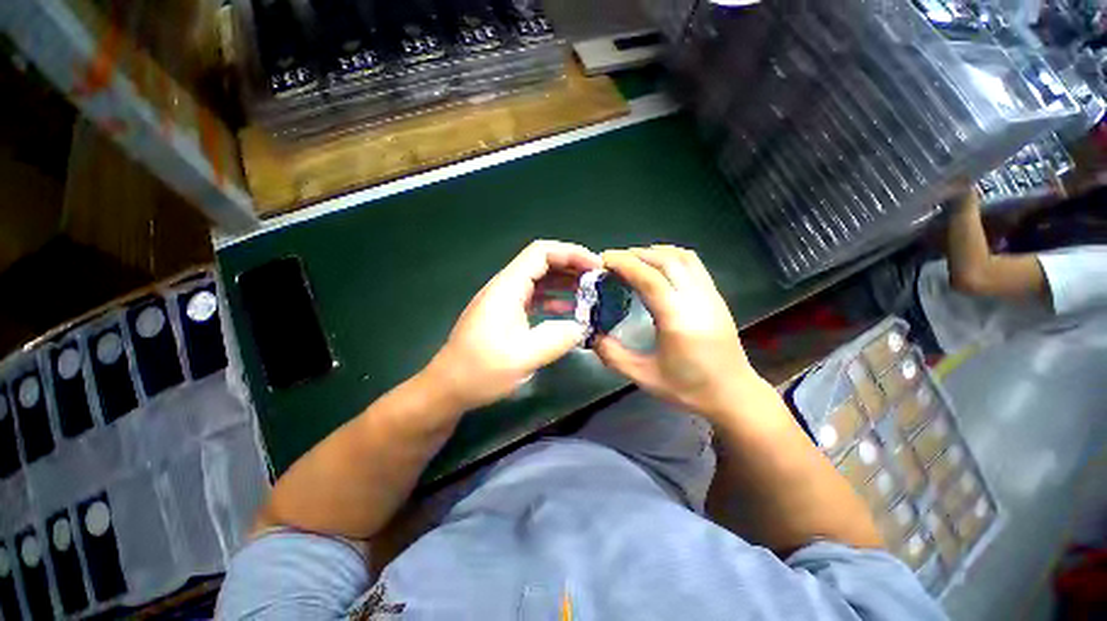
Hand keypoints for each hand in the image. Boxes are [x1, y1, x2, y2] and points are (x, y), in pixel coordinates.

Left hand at [423, 240, 601, 410]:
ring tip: (589, 294)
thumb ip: (557, 339)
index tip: (595, 266)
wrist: (447, 388)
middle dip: (571, 267)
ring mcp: (504, 301)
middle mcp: (505, 287)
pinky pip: (534, 298)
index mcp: (507, 288)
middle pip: (542, 263)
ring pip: (539, 280)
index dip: (571, 253)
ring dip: (564, 284)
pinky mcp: (505, 314)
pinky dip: (554, 300)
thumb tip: (582, 327)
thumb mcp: (523, 357)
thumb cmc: (480, 371)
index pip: (541, 253)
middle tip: (597, 280)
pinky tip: (568, 313)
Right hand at [595, 245, 763, 421]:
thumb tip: (591, 334)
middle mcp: (696, 299)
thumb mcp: (643, 377)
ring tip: (633, 261)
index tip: (603, 260)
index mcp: (677, 319)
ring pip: (682, 257)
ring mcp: (710, 295)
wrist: (733, 394)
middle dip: (635, 254)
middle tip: (612, 261)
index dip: (624, 263)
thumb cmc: (689, 388)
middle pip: (665, 260)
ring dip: (654, 252)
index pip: (649, 278)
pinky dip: (671, 257)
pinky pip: (693, 264)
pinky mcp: (716, 296)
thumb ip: (612, 355)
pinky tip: (657, 268)